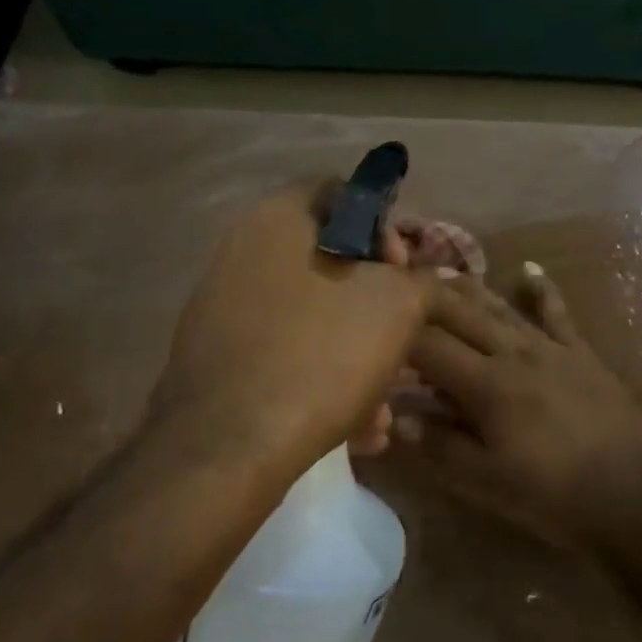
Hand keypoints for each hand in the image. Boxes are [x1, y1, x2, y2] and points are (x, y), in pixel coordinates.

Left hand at [157, 182, 437, 480]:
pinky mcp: (220, 354)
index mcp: (279, 217)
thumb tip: (420, 280)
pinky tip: (353, 427)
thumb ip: (420, 279)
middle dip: (378, 307)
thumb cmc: (322, 354)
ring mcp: (225, 303)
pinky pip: (287, 350)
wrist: (229, 447)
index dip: (386, 228)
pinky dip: (323, 377)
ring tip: (381, 410)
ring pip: (315, 315)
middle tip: (402, 344)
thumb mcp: (399, 306)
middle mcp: (244, 249)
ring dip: (358, 355)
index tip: (405, 275)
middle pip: (333, 261)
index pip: (345, 193)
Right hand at [400, 263, 641, 544]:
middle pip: (462, 314)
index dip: (398, 335)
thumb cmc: (554, 496)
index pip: (430, 347)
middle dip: (427, 298)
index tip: (375, 328)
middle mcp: (515, 353)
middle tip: (399, 284)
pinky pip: (558, 314)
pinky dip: (543, 291)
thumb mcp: (487, 482)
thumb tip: (396, 421)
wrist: (633, 494)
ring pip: (502, 308)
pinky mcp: (581, 353)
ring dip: (470, 289)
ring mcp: (551, 348)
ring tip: (442, 272)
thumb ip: (440, 446)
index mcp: (488, 385)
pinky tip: (530, 270)